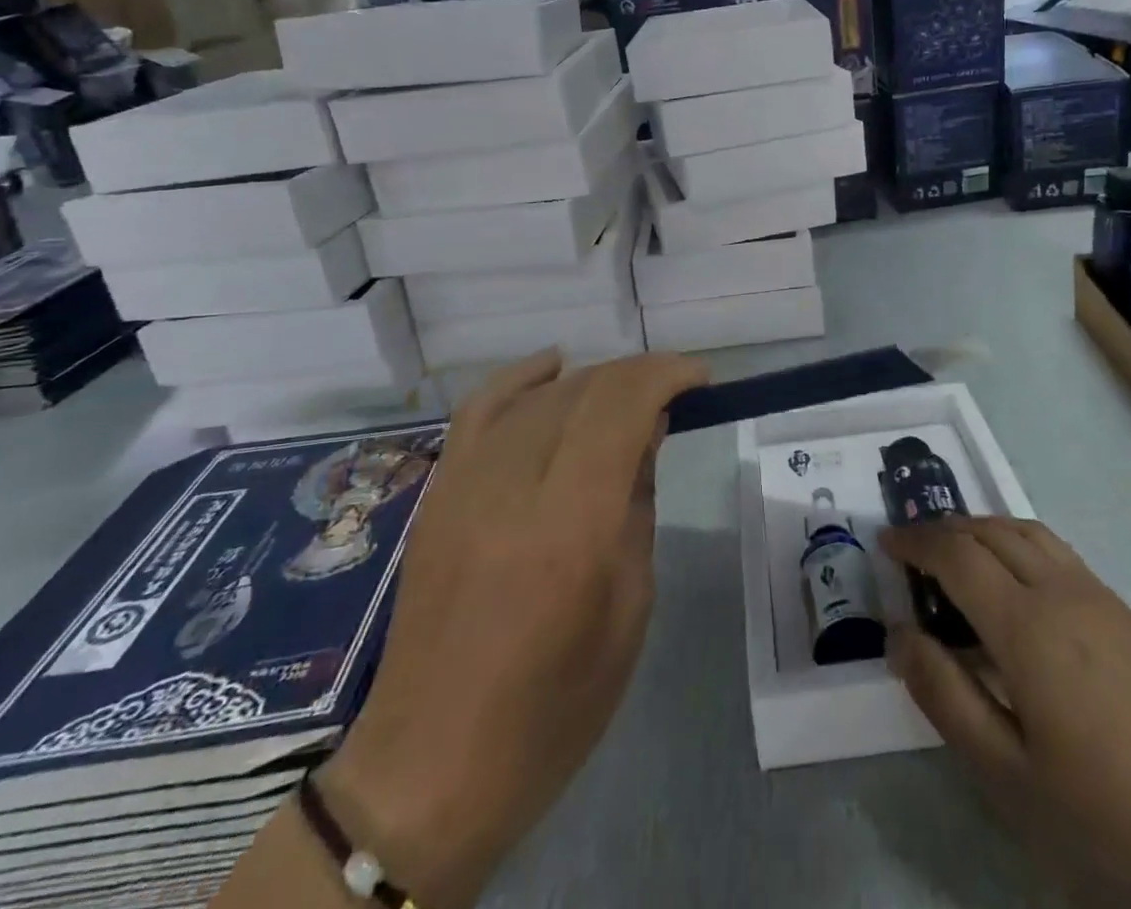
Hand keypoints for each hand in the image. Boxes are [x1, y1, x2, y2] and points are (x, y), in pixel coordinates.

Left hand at [318, 350, 707, 905]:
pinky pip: (481, 408)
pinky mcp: (439, 492)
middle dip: (638, 376)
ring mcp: (465, 484)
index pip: (620, 407)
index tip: (699, 379)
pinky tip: (556, 364)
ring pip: (539, 394)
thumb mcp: (629, 608)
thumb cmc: (554, 707)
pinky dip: (523, 376)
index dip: (665, 375)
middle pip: (583, 391)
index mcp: (570, 527)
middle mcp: (513, 488)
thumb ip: (637, 505)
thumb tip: (647, 431)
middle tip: (673, 392)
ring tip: (628, 395)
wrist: (430, 765)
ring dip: (594, 381)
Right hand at [881, 517, 1130, 908]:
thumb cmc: (1099, 806)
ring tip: (957, 554)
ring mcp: (1098, 593)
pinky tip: (1016, 582)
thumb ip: (943, 694)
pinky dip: (1018, 542)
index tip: (886, 543)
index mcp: (1025, 624)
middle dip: (943, 528)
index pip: (955, 553)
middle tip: (913, 550)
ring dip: (982, 528)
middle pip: (989, 529)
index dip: (915, 540)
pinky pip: (1057, 550)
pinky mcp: (1124, 609)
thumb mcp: (1005, 769)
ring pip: (1027, 530)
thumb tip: (899, 635)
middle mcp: (1059, 589)